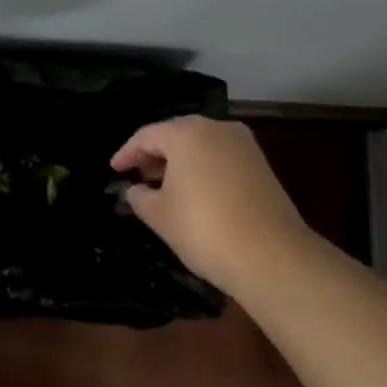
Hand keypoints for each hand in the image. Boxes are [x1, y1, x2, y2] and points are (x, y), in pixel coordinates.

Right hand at [111, 116, 316, 290]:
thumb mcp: (159, 215)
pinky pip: (220, 158)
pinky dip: (202, 169)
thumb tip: (134, 190)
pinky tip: (192, 193)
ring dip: (179, 162)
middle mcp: (218, 129)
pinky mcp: (261, 166)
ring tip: (162, 186)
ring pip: (201, 145)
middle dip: (154, 154)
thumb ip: (139, 196)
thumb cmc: (204, 229)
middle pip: (176, 134)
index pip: (147, 136)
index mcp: (187, 134)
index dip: (127, 153)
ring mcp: (244, 146)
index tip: (114, 170)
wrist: (272, 257)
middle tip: (136, 175)